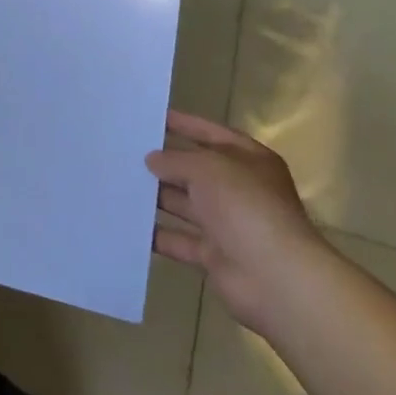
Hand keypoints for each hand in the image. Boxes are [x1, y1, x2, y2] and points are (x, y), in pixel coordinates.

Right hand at [147, 110, 331, 333]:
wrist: (275, 277)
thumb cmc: (245, 207)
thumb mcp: (207, 168)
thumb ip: (176, 160)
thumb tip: (152, 159)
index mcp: (249, 161)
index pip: (212, 134)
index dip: (185, 124)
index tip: (152, 117)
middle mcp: (239, 190)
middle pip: (196, 171)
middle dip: (164, 163)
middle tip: (126, 152)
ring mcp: (227, 224)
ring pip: (185, 205)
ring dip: (157, 197)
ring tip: (120, 183)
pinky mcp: (214, 255)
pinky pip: (180, 240)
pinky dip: (158, 234)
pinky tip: (129, 224)